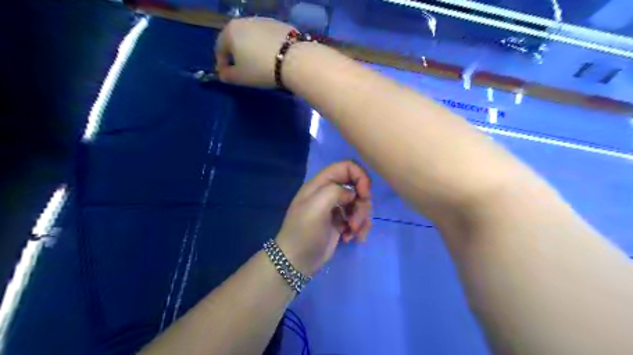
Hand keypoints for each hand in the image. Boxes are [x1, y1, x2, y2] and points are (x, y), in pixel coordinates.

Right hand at [216, 16, 296, 87]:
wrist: (295, 60)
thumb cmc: (261, 69)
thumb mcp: (240, 77)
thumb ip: (228, 75)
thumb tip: (223, 73)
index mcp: (230, 31)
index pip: (220, 48)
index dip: (222, 64)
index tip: (228, 75)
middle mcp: (245, 21)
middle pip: (236, 39)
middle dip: (237, 54)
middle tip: (243, 69)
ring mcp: (264, 20)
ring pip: (253, 37)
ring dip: (253, 49)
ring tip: (260, 64)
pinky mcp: (280, 25)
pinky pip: (268, 38)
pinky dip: (267, 47)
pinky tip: (273, 58)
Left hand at [276, 161, 372, 276]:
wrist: (296, 261)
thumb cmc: (304, 232)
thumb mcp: (316, 206)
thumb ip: (335, 191)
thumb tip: (351, 194)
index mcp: (321, 184)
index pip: (346, 167)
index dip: (360, 176)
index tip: (364, 194)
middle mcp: (329, 193)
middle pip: (357, 187)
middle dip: (362, 204)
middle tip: (355, 221)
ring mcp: (335, 208)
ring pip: (360, 204)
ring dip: (361, 219)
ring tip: (353, 233)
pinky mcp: (341, 223)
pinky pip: (358, 219)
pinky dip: (359, 228)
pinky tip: (351, 238)